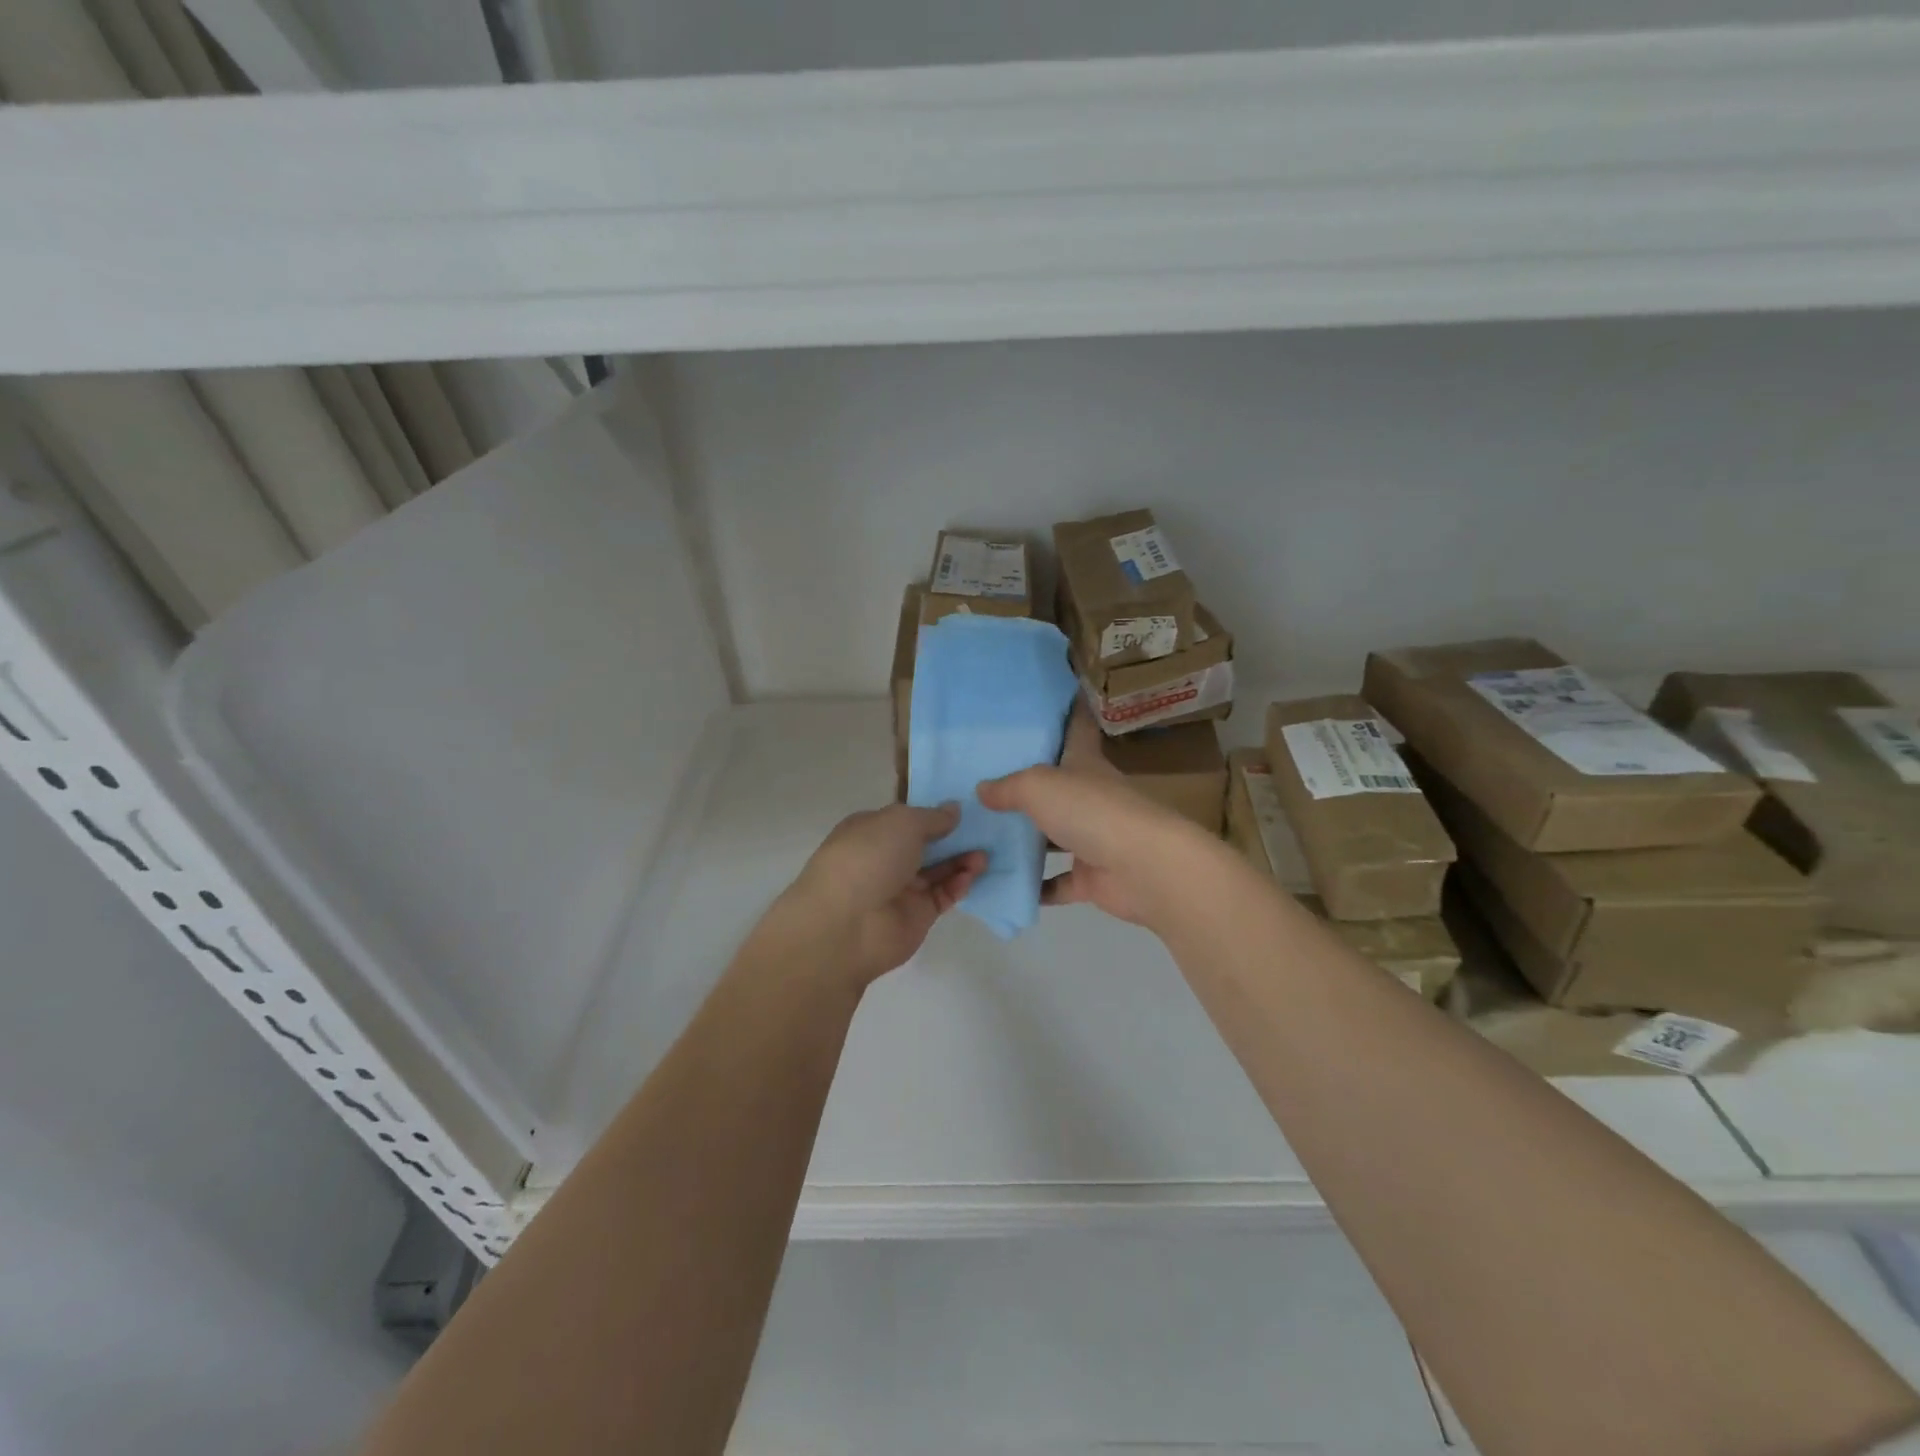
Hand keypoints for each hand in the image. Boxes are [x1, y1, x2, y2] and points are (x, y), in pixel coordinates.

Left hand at [769, 803, 985, 988]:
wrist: (847, 925)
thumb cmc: (868, 858)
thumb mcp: (902, 822)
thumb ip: (932, 816)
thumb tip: (953, 810)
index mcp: (872, 829)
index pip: (906, 816)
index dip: (933, 810)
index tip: (965, 804)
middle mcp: (885, 857)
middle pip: (926, 843)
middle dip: (954, 835)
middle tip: (985, 828)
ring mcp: (901, 887)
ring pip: (939, 869)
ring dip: (962, 859)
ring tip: (985, 854)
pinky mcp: (917, 915)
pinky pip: (944, 895)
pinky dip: (959, 884)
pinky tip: (973, 875)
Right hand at [978, 707, 1222, 930]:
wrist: (1144, 868)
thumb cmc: (1091, 810)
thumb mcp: (1038, 785)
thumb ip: (1007, 786)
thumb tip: (981, 789)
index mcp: (1084, 762)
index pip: (1077, 726)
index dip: (1068, 708)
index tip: (1050, 695)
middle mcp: (1090, 797)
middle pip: (1058, 784)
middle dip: (1027, 782)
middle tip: (985, 778)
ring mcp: (1093, 838)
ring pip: (1054, 836)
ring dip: (1027, 838)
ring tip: (983, 834)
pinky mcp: (1093, 877)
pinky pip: (1058, 882)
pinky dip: (1036, 886)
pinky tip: (1003, 884)